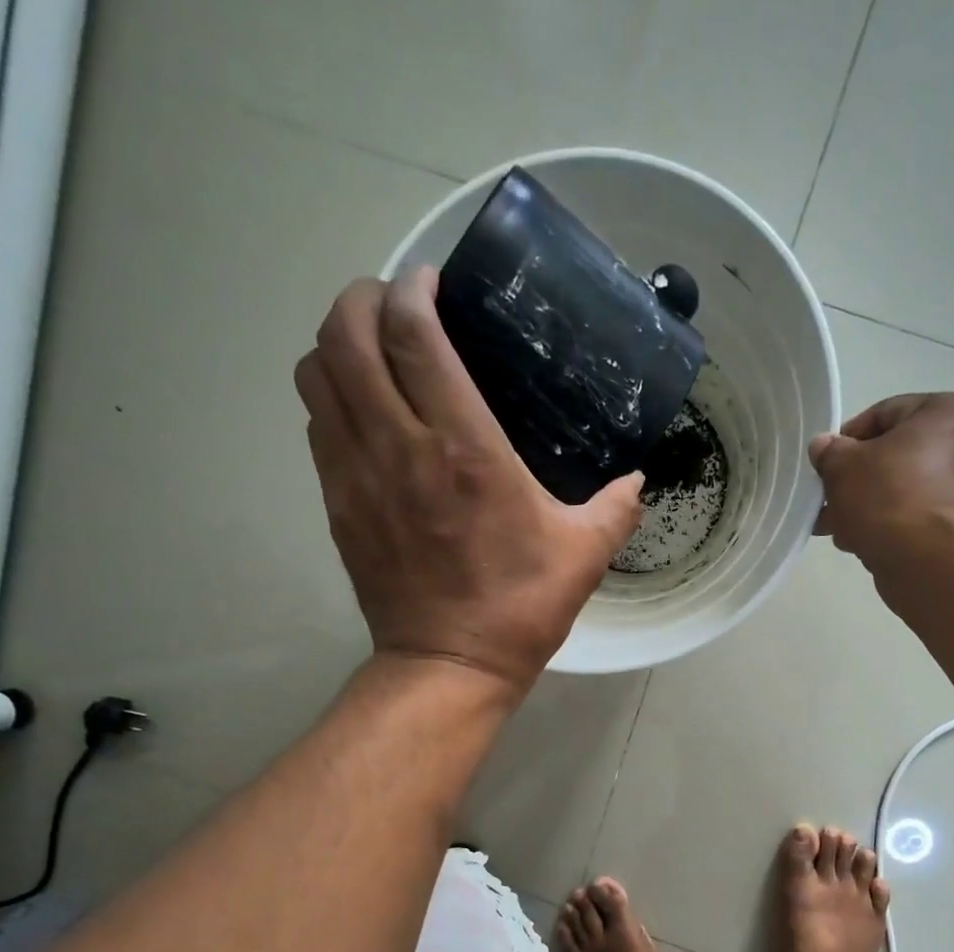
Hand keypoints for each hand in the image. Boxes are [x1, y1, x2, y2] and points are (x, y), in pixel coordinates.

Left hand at [294, 270, 643, 696]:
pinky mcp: (338, 504)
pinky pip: (317, 425)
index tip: (431, 284)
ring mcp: (357, 475)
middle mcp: (398, 446)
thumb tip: (637, 481)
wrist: (449, 665)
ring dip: (338, 345)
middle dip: (362, 298)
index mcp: (463, 448)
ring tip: (375, 353)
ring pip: (316, 373)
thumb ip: (615, 508)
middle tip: (397, 307)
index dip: (413, 288)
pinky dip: (333, 398)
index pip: (413, 334)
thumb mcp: (583, 556)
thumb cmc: (519, 608)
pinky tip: (367, 414)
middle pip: (344, 334)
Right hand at [808, 393, 953, 561]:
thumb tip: (823, 447)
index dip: (848, 439)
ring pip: (905, 490)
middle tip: (829, 501)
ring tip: (838, 528)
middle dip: (858, 480)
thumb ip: (830, 452)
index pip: (885, 414)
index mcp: (948, 411)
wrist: (930, 559)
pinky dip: (891, 526)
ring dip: (869, 506)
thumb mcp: (843, 466)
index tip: (826, 465)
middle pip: (897, 456)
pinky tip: (862, 542)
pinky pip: (919, 517)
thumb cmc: (889, 496)